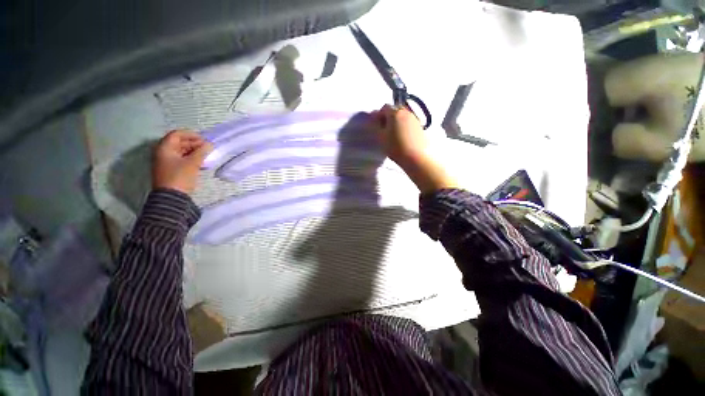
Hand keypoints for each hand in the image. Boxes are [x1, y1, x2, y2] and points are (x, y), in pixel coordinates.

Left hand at [152, 130, 212, 193]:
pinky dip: (190, 158)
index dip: (190, 135)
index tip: (203, 139)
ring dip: (193, 151)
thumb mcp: (192, 163)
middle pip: (178, 142)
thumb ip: (201, 152)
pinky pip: (180, 159)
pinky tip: (200, 162)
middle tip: (206, 147)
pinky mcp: (170, 169)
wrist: (171, 196)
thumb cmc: (180, 177)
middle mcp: (163, 153)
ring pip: (180, 151)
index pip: (176, 135)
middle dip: (193, 143)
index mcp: (164, 148)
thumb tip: (209, 144)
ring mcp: (166, 162)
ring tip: (205, 154)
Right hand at [371, 105, 456, 192]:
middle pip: (395, 109)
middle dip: (389, 116)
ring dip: (397, 121)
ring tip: (394, 133)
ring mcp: (415, 118)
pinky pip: (410, 122)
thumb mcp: (381, 138)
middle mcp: (406, 112)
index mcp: (395, 113)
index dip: (379, 115)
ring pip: (403, 115)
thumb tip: (375, 121)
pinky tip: (403, 136)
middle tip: (385, 128)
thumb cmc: (396, 147)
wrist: (417, 157)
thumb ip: (377, 127)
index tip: (377, 125)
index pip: (385, 107)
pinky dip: (405, 126)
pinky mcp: (421, 126)